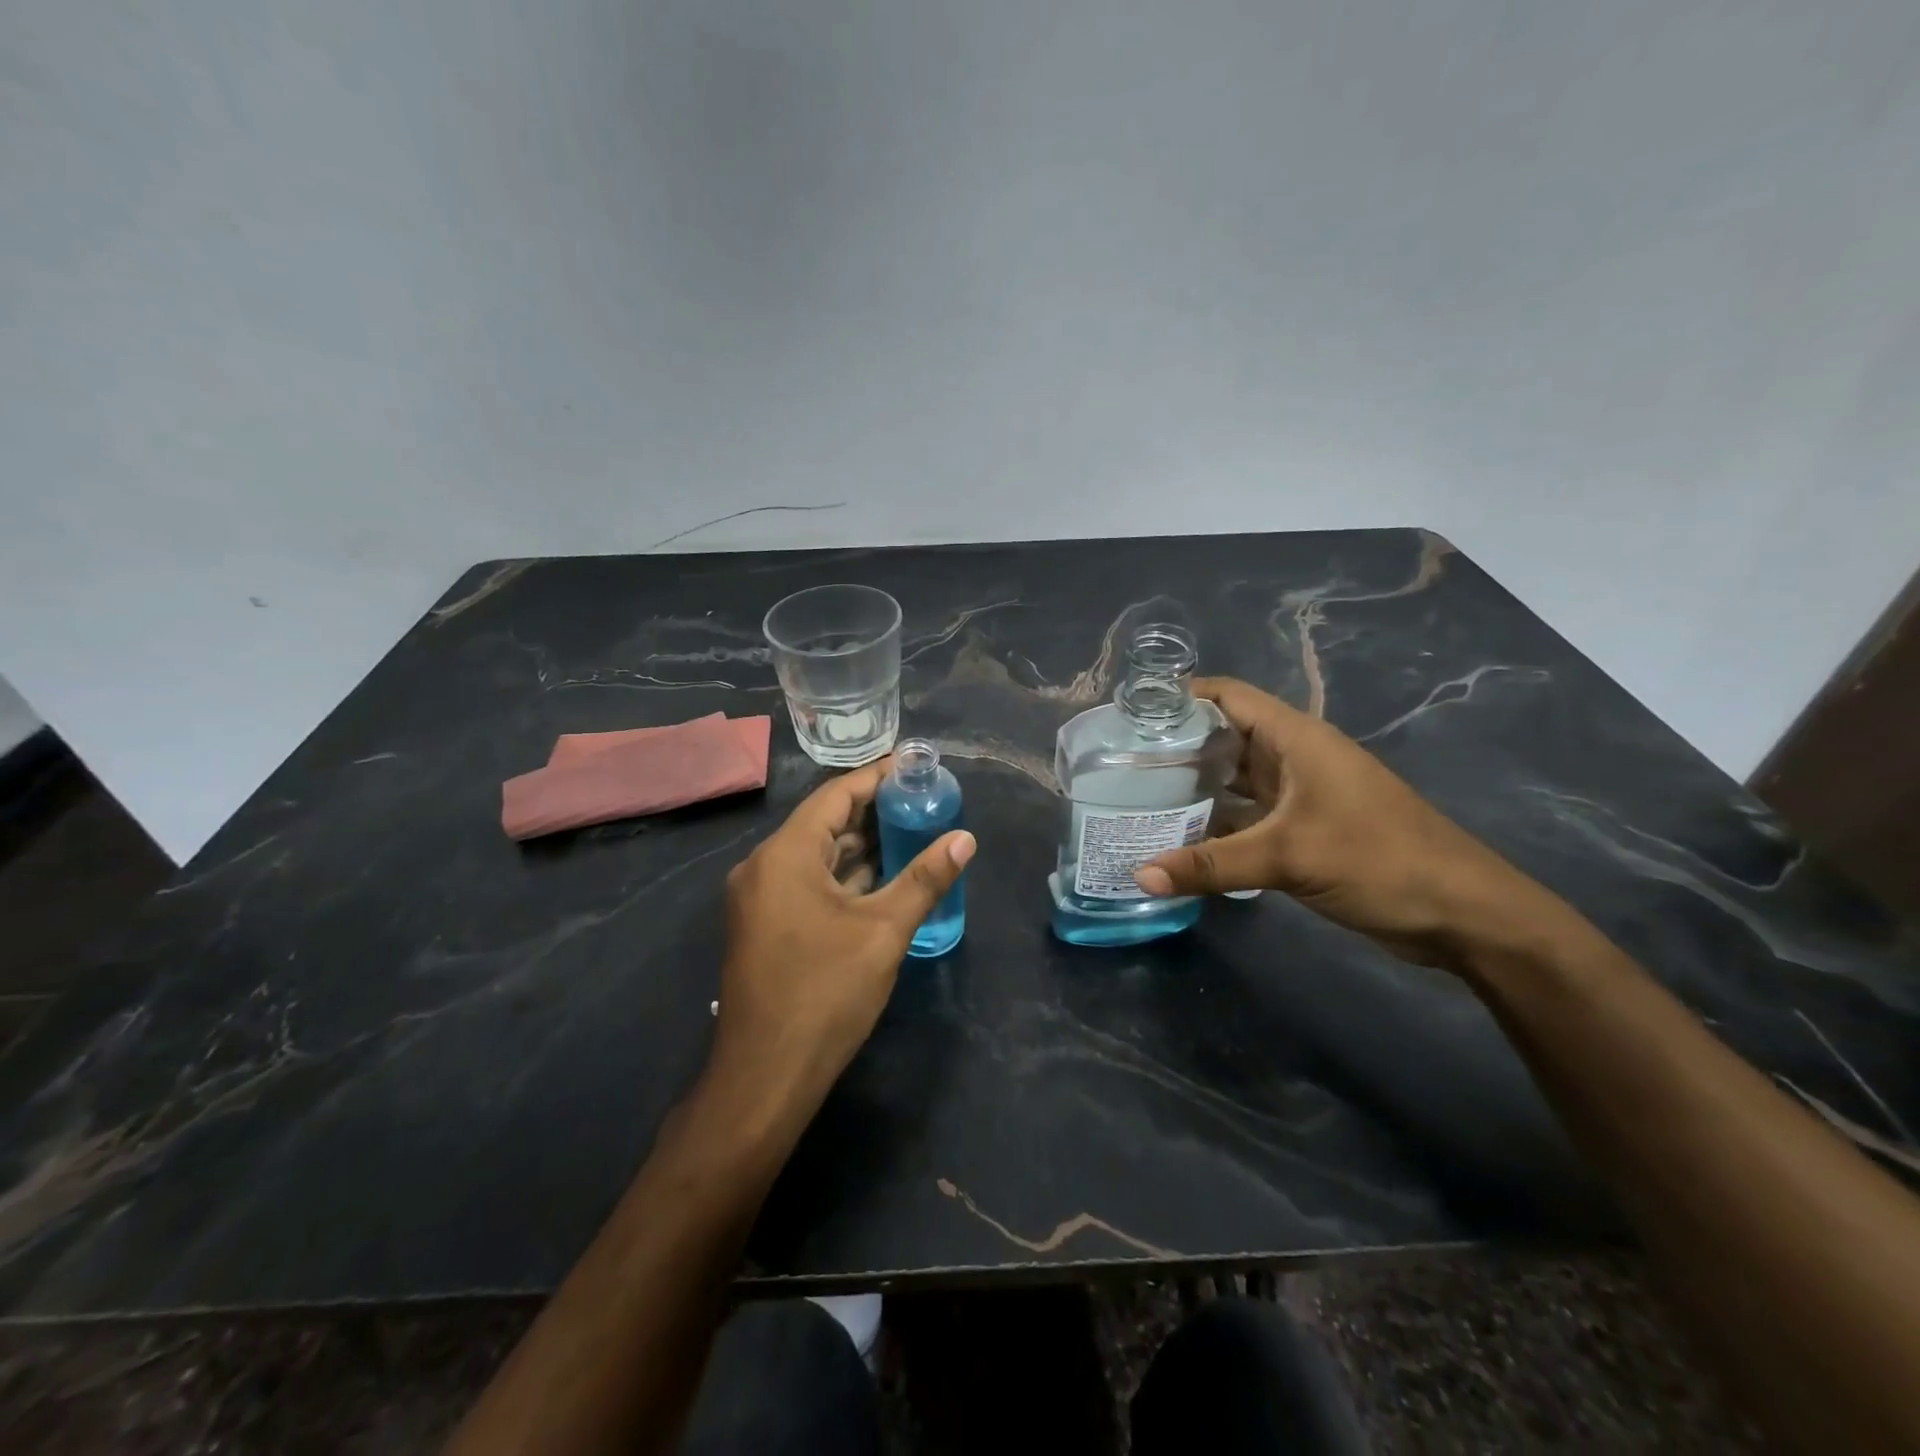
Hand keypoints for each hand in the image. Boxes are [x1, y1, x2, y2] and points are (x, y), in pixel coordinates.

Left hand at [709, 759, 973, 1128]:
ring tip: (912, 830)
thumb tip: (965, 838)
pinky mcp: (767, 926)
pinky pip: (809, 883)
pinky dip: (845, 875)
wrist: (766, 1075)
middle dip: (873, 811)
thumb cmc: (825, 992)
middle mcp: (764, 866)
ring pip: (817, 855)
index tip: (915, 765)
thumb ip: (925, 878)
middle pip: (824, 823)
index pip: (836, 796)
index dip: (877, 777)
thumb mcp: (884, 930)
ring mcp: (761, 898)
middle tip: (923, 799)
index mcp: (785, 854)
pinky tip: (884, 876)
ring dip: (861, 845)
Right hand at [1135, 677, 1569, 967]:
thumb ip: (1210, 865)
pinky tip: (1181, 842)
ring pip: (1235, 780)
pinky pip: (1248, 816)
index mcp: (1295, 738)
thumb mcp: (1288, 857)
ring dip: (1194, 790)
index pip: (1228, 696)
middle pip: (1224, 737)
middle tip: (1120, 766)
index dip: (1181, 697)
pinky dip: (1217, 824)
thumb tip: (1138, 875)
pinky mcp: (1305, 829)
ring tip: (1138, 801)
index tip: (1131, 715)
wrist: (1462, 914)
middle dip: (1176, 748)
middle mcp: (1294, 758)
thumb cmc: (1378, 860)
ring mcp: (1301, 795)